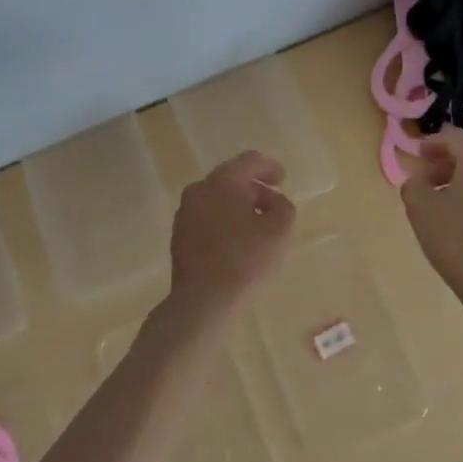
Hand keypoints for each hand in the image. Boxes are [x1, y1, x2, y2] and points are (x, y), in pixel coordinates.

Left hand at [167, 150, 295, 325]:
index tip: (283, 179)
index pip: (249, 161)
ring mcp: (185, 213)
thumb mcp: (279, 231)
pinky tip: (237, 241)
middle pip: (231, 177)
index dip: (269, 166)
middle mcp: (199, 190)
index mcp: (222, 181)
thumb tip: (272, 201)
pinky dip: (224, 220)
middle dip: (254, 187)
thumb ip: (283, 207)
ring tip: (257, 224)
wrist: (202, 301)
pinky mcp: (179, 235)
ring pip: (217, 198)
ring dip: (238, 204)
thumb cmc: (245, 260)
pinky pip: (206, 217)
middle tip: (273, 202)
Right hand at [399, 126, 462, 291]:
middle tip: (424, 180)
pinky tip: (460, 222)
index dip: (431, 142)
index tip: (415, 155)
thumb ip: (413, 185)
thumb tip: (418, 182)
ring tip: (439, 203)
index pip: (454, 136)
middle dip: (444, 164)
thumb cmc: (455, 238)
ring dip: (459, 183)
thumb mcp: (420, 207)